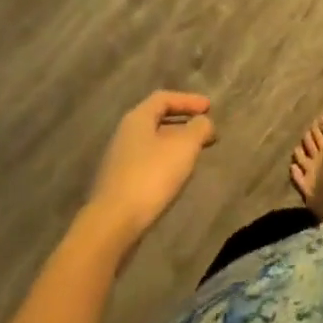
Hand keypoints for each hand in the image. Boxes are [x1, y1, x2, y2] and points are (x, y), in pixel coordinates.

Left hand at [84, 91, 216, 249]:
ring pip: (153, 142)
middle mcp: (125, 134)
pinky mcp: (119, 183)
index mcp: (137, 118)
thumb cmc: (151, 176)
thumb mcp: (184, 147)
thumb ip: (198, 128)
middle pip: (158, 119)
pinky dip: (166, 161)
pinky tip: (177, 175)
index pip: (164, 98)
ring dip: (176, 144)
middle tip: (206, 131)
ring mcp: (119, 160)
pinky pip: (148, 162)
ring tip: (196, 154)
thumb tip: (204, 122)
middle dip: (184, 123)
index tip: (210, 108)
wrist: (113, 224)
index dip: (188, 100)